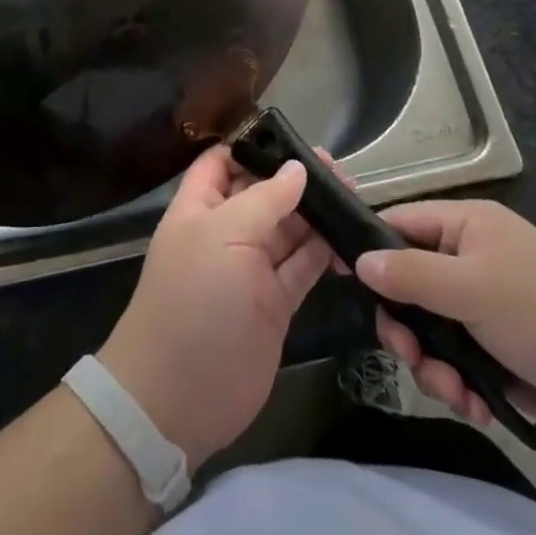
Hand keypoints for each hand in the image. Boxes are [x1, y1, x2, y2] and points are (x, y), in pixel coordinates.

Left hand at [99, 147, 331, 470]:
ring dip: (317, 214)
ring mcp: (251, 269)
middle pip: (263, 193)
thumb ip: (265, 200)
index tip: (295, 138)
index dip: (253, 146)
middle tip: (341, 171)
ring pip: (288, 229)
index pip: (223, 162)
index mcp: (201, 208)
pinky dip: (324, 252)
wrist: (179, 396)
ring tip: (355, 197)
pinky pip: (303, 267)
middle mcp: (226, 232)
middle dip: (296, 179)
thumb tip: (297, 169)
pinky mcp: (275, 303)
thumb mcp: (224, 236)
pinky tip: (350, 240)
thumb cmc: (194, 301)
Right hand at [354, 200, 535, 445]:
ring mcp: (487, 303)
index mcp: (466, 225)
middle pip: (410, 285)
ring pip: (432, 329)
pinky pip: (459, 358)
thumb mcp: (471, 289)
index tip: (353, 289)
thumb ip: (411, 275)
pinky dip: (461, 383)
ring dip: (435, 366)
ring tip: (456, 396)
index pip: (399, 224)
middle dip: (408, 330)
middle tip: (412, 359)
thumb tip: (359, 262)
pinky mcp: (501, 346)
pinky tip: (477, 407)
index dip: (372, 252)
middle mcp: (471, 257)